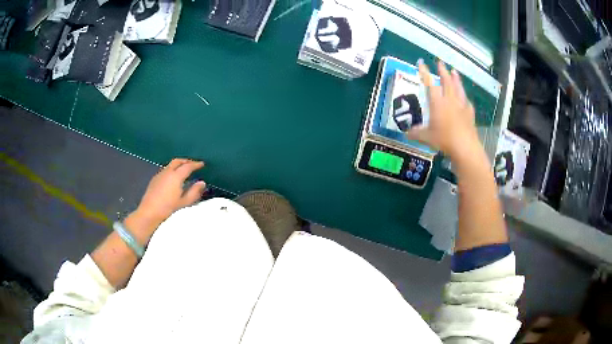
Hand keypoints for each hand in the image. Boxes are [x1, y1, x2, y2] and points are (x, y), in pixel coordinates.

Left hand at [133, 158, 205, 231]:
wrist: (150, 212)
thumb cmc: (168, 207)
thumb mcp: (184, 202)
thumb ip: (194, 192)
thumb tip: (202, 183)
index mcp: (176, 176)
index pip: (188, 166)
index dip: (196, 164)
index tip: (202, 164)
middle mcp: (168, 172)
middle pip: (178, 161)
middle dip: (186, 161)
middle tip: (193, 164)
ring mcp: (160, 174)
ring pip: (171, 165)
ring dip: (178, 164)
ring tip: (183, 170)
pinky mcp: (154, 179)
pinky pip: (165, 169)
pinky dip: (172, 169)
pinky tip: (173, 178)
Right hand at [407, 60, 480, 158]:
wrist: (465, 146)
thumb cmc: (444, 140)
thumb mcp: (426, 137)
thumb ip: (416, 133)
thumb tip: (406, 133)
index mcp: (437, 103)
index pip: (429, 83)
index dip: (424, 72)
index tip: (421, 62)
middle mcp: (449, 100)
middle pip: (446, 81)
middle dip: (442, 71)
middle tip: (440, 62)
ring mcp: (461, 106)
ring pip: (458, 88)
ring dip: (456, 79)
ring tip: (455, 71)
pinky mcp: (469, 113)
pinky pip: (467, 102)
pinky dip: (465, 98)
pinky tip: (465, 98)